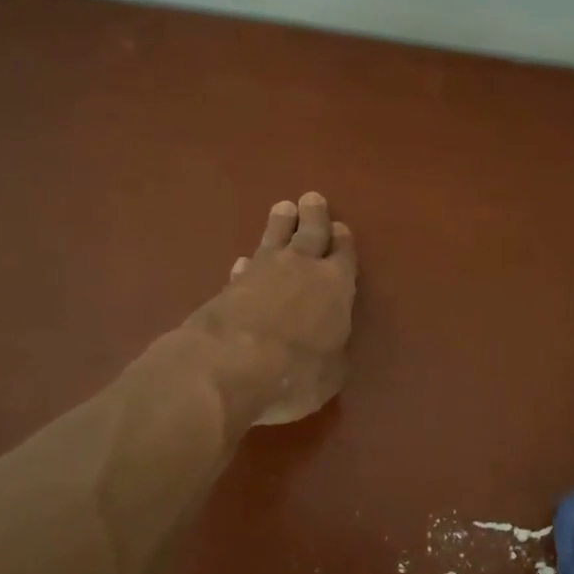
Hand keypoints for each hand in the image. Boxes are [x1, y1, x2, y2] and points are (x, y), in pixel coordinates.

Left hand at [186, 193, 357, 425]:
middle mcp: (302, 269)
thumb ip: (332, 354)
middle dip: (313, 216)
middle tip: (311, 199)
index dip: (343, 241)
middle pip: (310, 233)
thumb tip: (329, 347)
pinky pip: (246, 266)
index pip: (344, 255)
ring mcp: (262, 273)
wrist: (229, 364)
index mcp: (336, 285)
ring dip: (279, 225)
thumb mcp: (330, 374)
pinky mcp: (230, 285)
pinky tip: (245, 262)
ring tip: (282, 208)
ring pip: (275, 240)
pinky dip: (249, 263)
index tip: (341, 228)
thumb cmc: (295, 372)